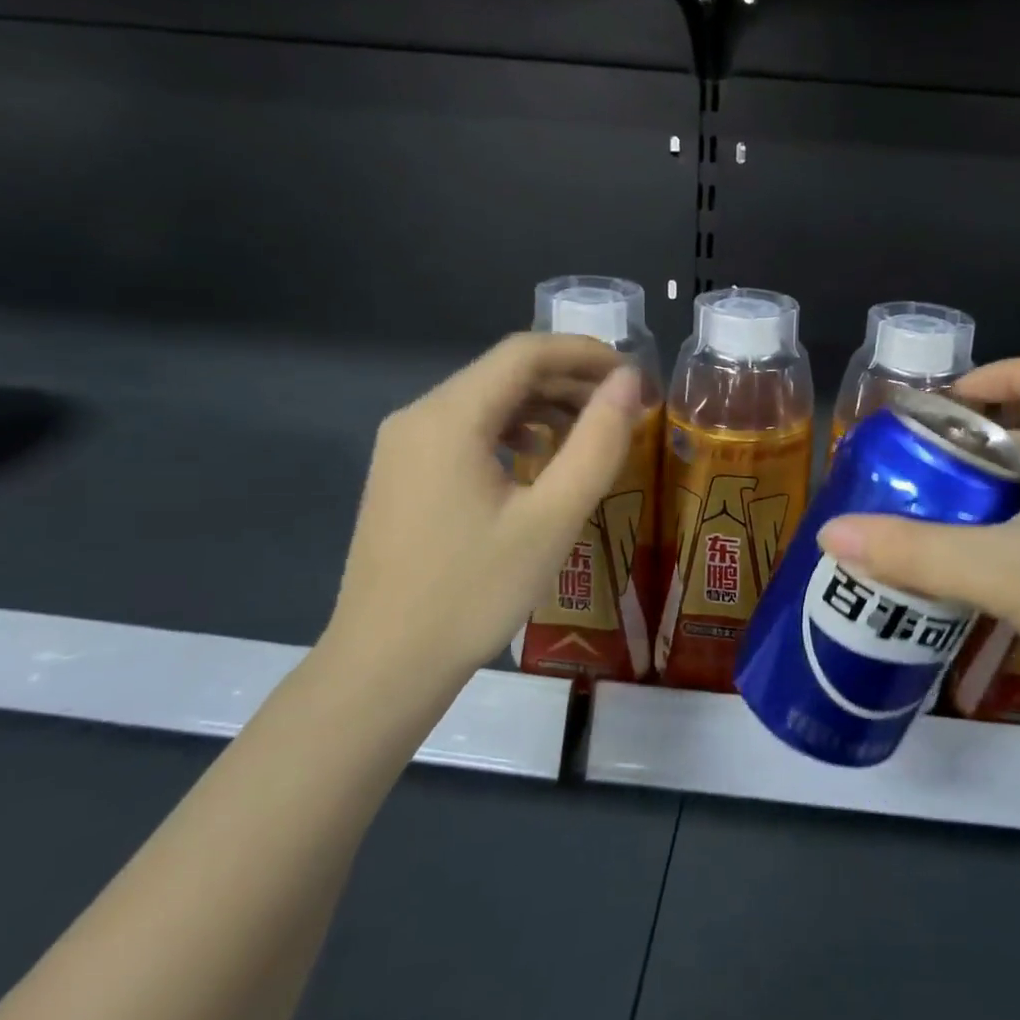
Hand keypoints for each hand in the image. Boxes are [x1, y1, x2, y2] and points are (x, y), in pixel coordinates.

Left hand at [320, 333, 645, 688]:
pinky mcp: (404, 474)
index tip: (635, 376)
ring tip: (592, 433)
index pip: (525, 352)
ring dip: (544, 405)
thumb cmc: (475, 591)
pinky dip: (513, 430)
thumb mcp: (553, 517)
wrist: (385, 666)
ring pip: (486, 401)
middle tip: (625, 408)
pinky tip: (539, 460)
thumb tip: (629, 382)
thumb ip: (597, 442)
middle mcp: (418, 416)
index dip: (585, 353)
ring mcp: (404, 446)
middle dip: (570, 380)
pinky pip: (467, 430)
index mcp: (449, 417)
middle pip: (504, 373)